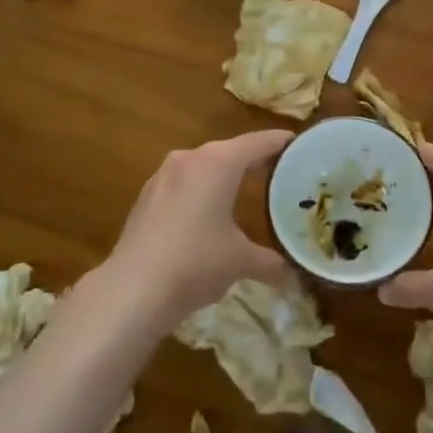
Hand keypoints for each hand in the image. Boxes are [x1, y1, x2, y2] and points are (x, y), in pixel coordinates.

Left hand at [106, 131, 293, 326]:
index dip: (281, 143)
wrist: (132, 290)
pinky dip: (200, 193)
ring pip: (203, 167)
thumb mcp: (241, 262)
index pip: (258, 142)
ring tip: (243, 193)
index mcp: (219, 162)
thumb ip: (270, 262)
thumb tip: (291, 274)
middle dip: (253, 161)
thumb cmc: (196, 263)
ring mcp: (163, 176)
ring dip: (223, 177)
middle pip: (230, 151)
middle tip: (278, 174)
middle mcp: (190, 158)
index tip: (300, 145)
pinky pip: (183, 185)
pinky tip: (206, 216)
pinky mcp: (145, 197)